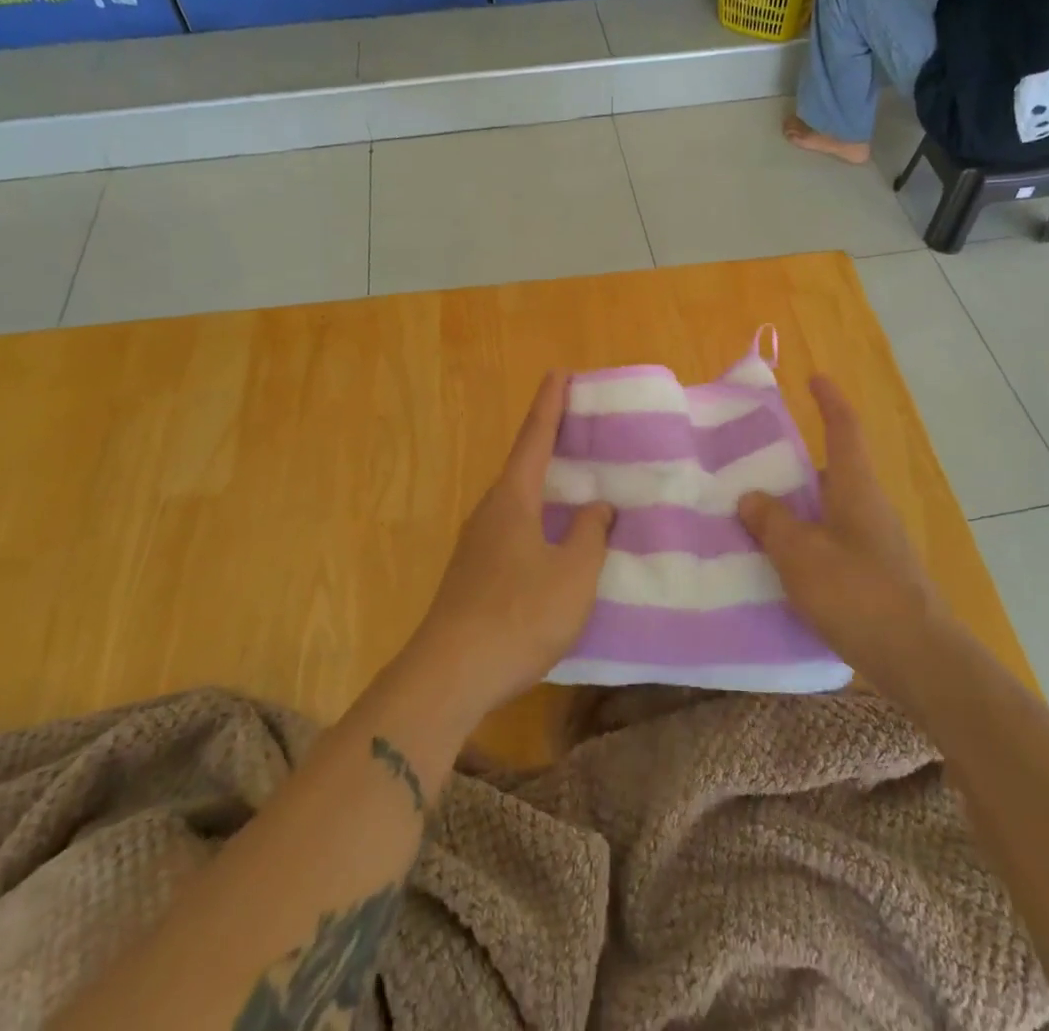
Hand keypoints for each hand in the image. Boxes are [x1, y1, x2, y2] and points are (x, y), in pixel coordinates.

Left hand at [409, 372, 611, 714]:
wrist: (449, 675)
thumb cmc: (519, 615)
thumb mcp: (573, 574)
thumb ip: (591, 534)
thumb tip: (598, 507)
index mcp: (513, 499)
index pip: (535, 437)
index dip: (550, 403)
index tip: (559, 372)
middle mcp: (490, 511)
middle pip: (523, 464)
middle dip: (549, 441)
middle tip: (579, 426)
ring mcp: (477, 543)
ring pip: (517, 500)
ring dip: (544, 484)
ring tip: (574, 481)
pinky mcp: (474, 573)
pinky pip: (513, 528)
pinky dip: (538, 517)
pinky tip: (554, 539)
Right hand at [738, 376, 943, 703]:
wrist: (920, 660)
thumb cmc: (859, 594)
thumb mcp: (801, 555)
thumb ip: (772, 523)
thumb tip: (750, 497)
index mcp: (856, 489)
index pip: (844, 430)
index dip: (829, 401)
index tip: (814, 377)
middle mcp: (869, 508)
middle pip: (833, 472)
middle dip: (797, 465)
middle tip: (755, 466)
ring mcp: (875, 544)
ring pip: (830, 511)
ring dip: (798, 509)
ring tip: (756, 517)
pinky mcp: (874, 577)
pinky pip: (832, 544)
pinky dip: (806, 542)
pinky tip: (781, 565)